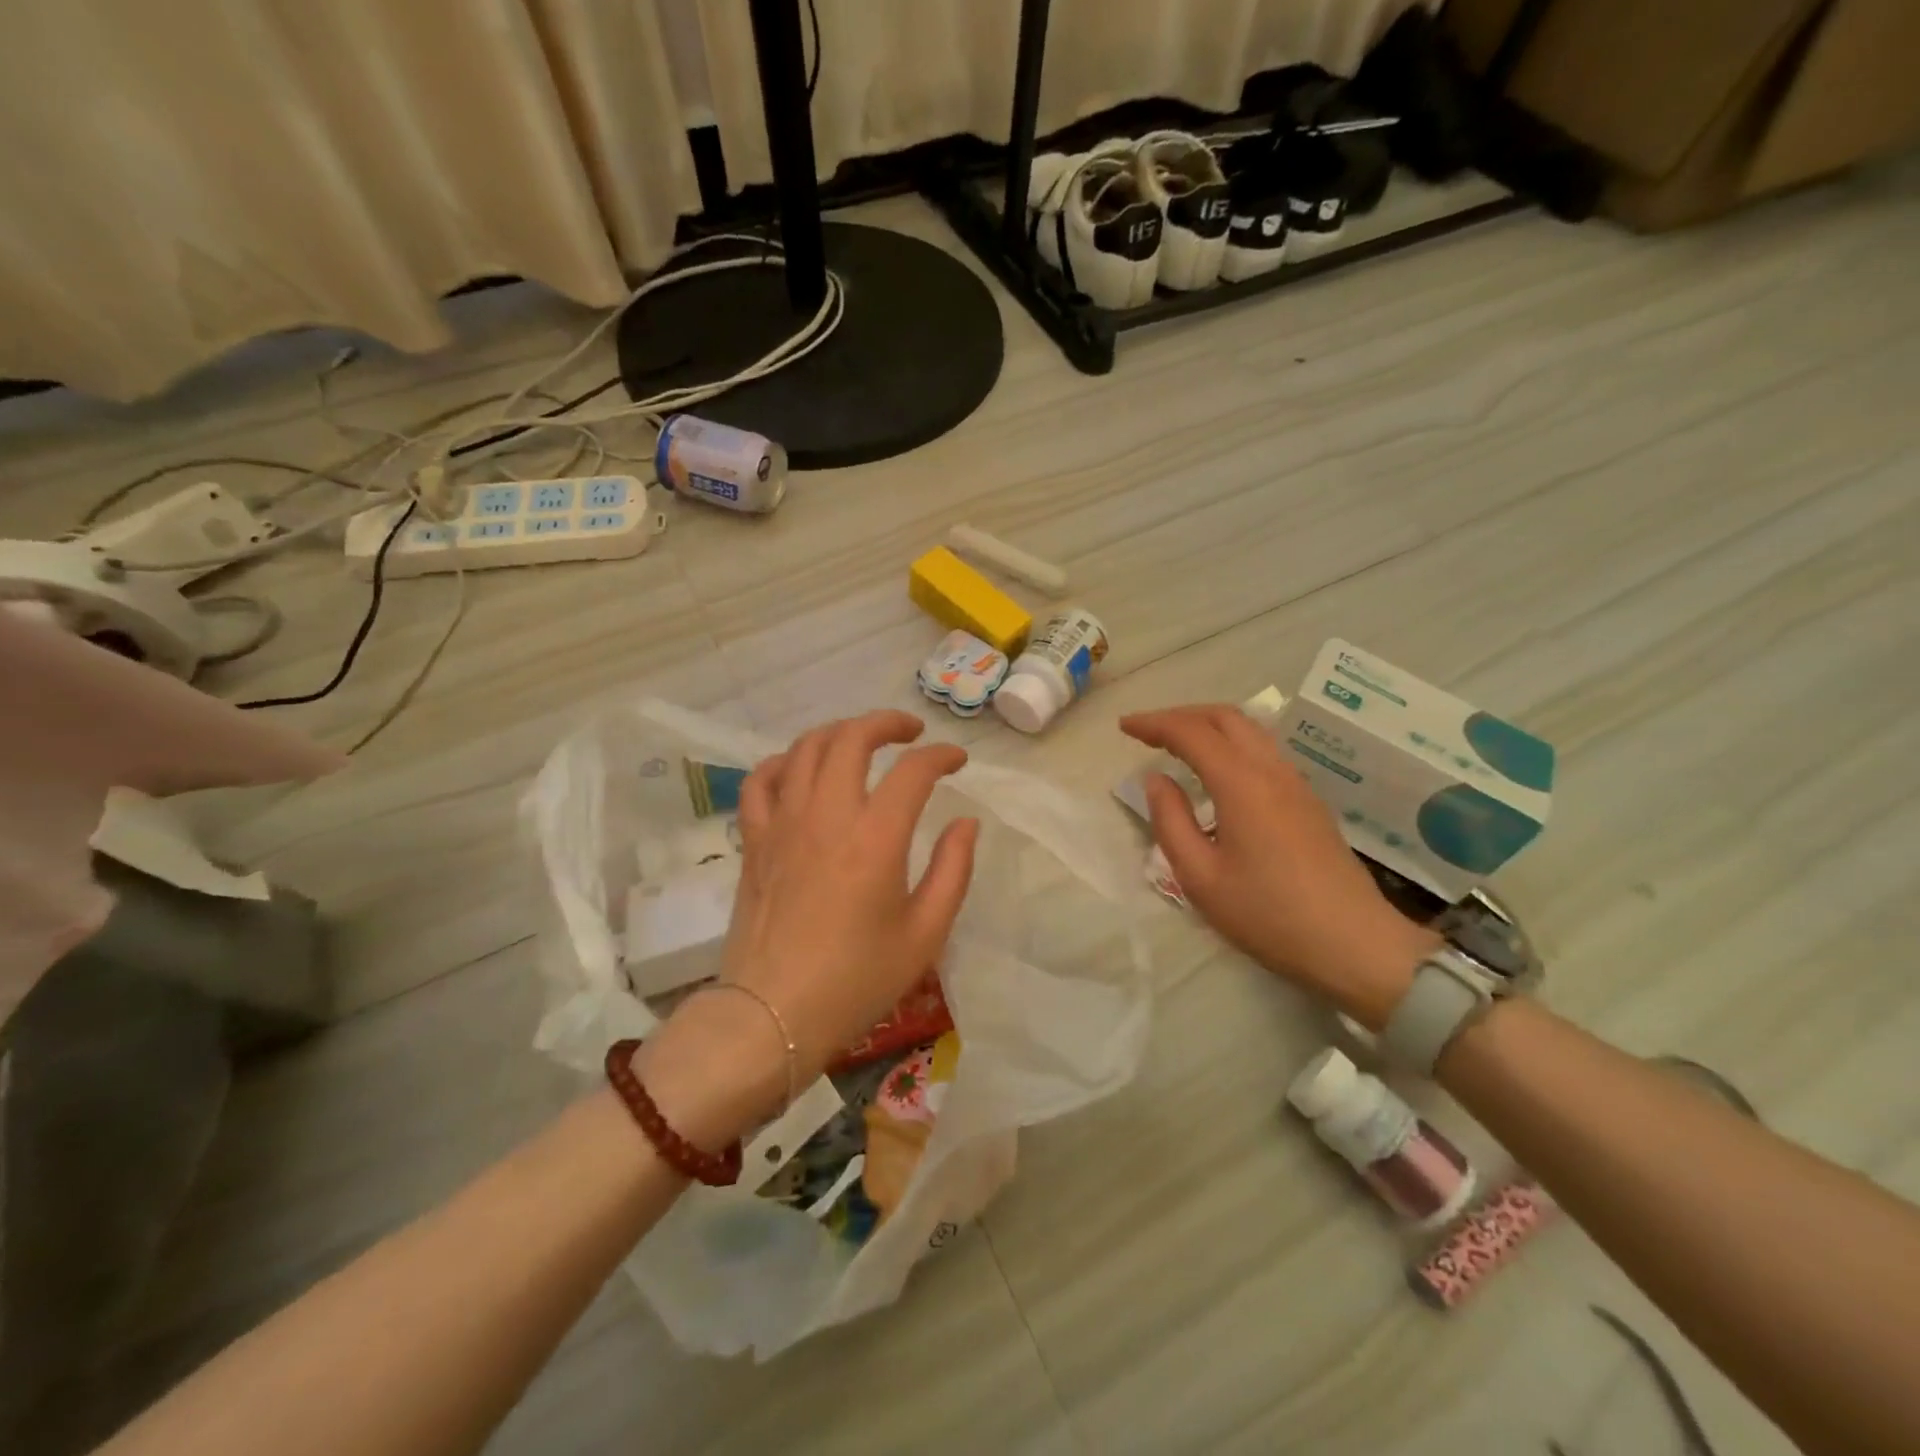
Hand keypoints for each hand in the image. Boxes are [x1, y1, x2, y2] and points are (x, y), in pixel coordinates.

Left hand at [638, 711, 978, 1147]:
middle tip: (911, 732)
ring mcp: (783, 823)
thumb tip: (966, 823)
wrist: (773, 1016)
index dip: (941, 756)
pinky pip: (760, 781)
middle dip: (887, 723)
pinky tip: (799, 770)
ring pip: (805, 748)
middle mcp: (826, 815)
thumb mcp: (925, 934)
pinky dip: (782, 763)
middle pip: (852, 738)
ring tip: (862, 742)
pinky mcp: (754, 840)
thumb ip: (953, 870)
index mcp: (875, 838)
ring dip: (839, 733)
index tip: (957, 762)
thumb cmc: (857, 981)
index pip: (913, 771)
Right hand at [1120, 705, 1436, 1026]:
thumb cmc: (1268, 915)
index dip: (1154, 723)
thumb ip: (1171, 821)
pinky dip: (1231, 744)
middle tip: (1148, 730)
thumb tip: (1156, 780)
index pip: (1192, 733)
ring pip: (1250, 731)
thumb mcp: (1200, 877)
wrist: (1355, 945)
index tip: (1124, 727)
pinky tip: (1217, 771)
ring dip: (1209, 726)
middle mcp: (1272, 771)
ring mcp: (1296, 784)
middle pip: (1226, 718)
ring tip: (1177, 744)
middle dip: (1182, 714)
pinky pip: (1264, 751)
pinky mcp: (1309, 801)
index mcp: (1242, 783)